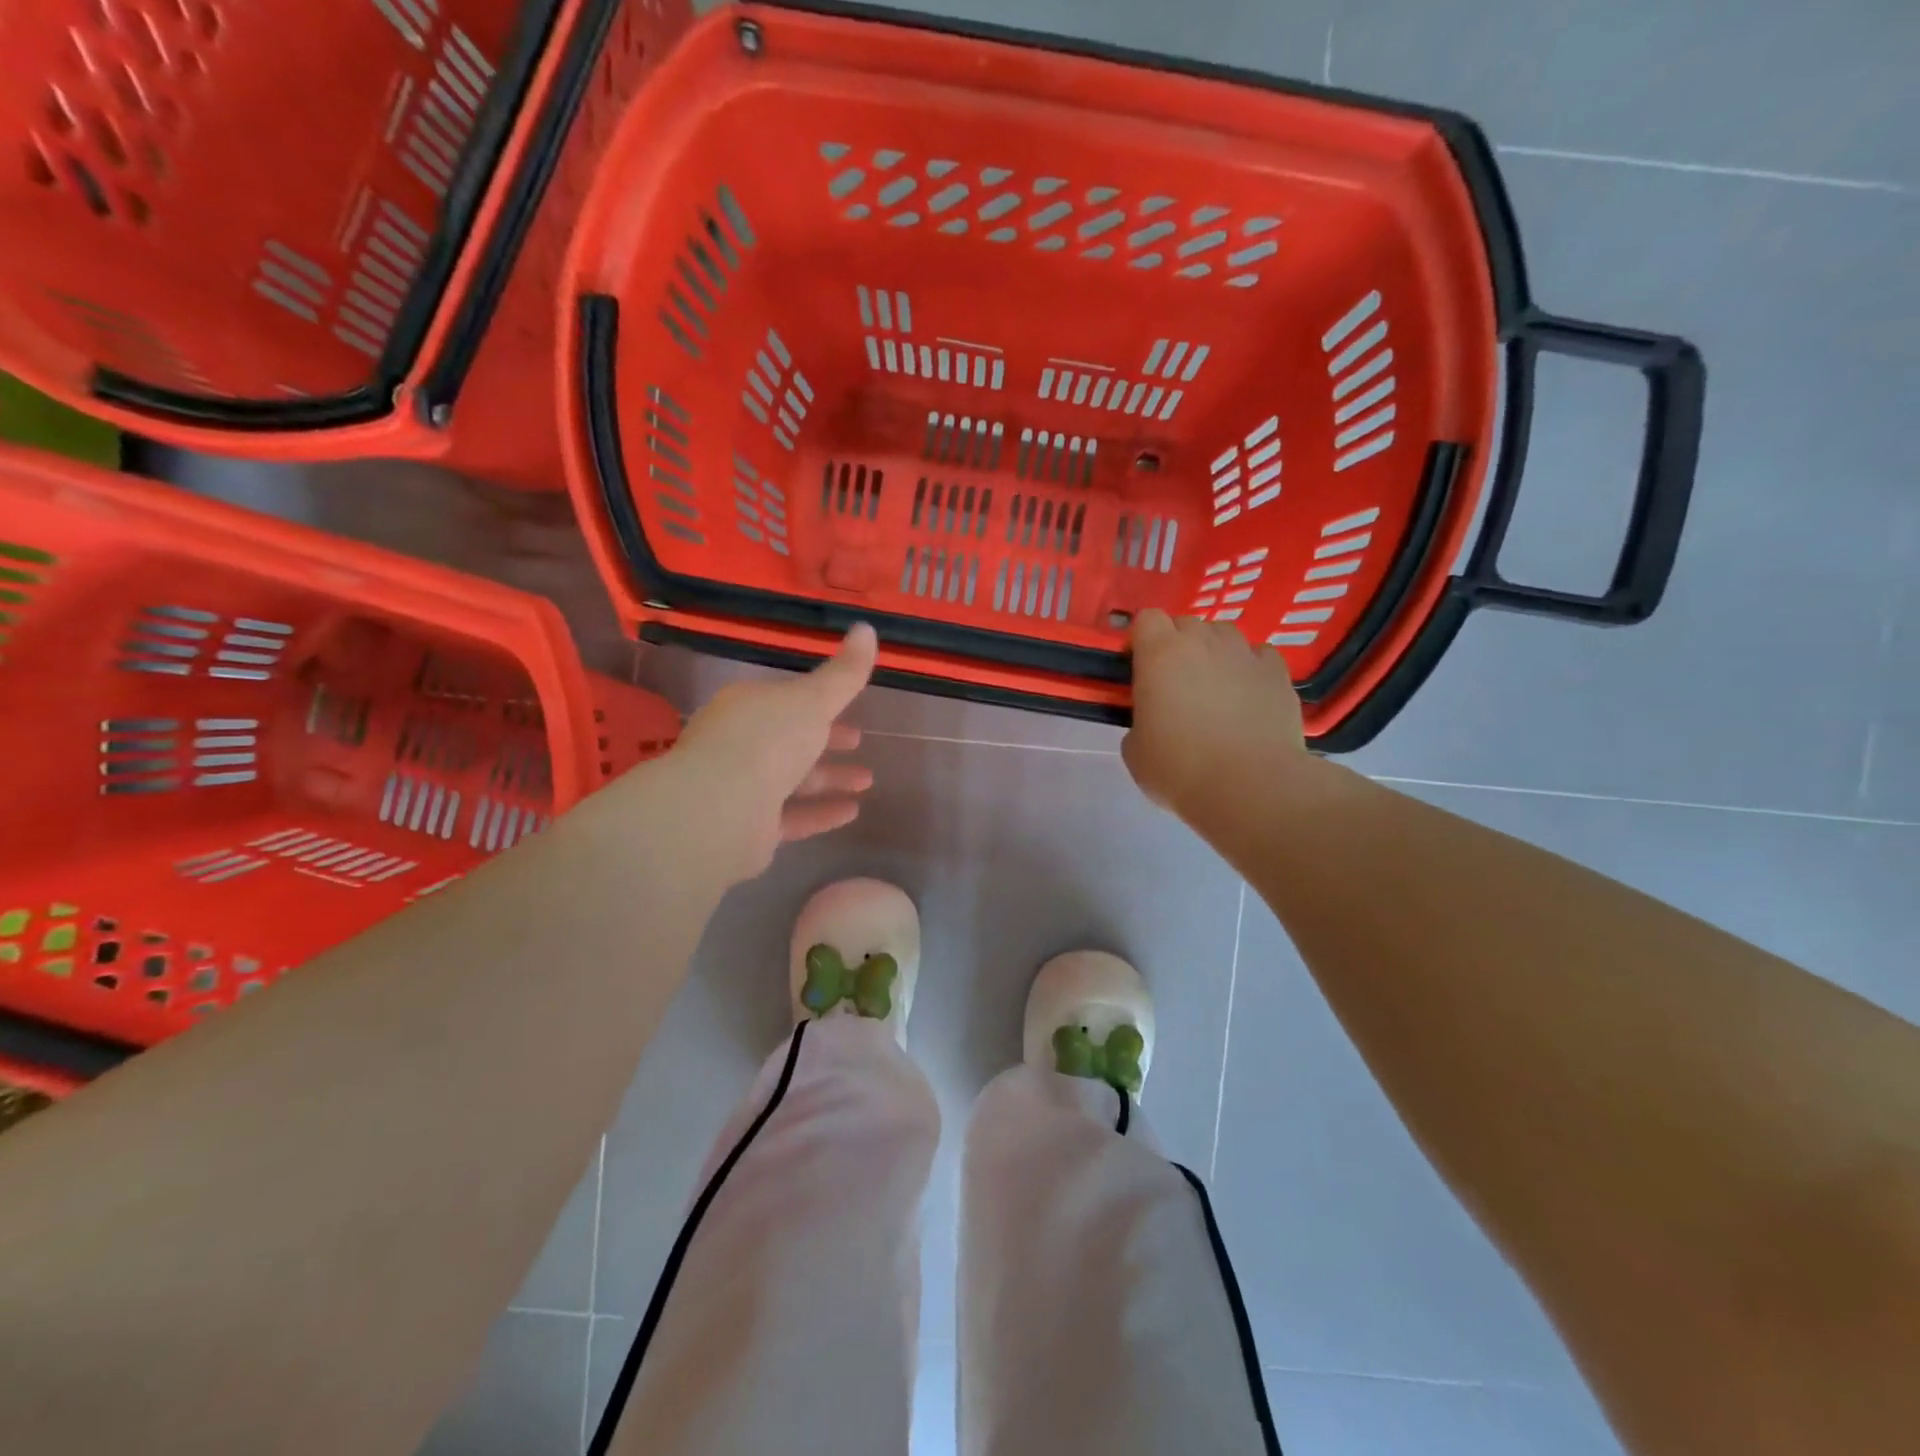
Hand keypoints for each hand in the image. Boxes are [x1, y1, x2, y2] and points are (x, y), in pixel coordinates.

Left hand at [669, 625, 878, 879]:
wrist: (718, 810)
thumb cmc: (767, 741)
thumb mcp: (813, 700)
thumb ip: (844, 673)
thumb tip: (867, 628)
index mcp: (748, 707)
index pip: (787, 701)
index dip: (821, 703)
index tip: (852, 709)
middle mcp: (740, 744)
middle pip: (789, 739)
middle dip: (827, 741)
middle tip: (860, 743)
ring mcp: (741, 788)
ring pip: (792, 780)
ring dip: (830, 778)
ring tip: (868, 782)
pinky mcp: (748, 829)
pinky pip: (791, 817)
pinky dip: (820, 813)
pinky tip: (852, 812)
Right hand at [1122, 609, 1306, 816]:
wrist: (1249, 787)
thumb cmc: (1179, 769)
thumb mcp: (1135, 750)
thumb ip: (1139, 721)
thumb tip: (1153, 719)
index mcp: (1160, 654)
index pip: (1146, 619)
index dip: (1140, 640)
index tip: (1138, 667)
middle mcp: (1203, 642)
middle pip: (1186, 623)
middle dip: (1176, 645)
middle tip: (1174, 683)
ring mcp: (1245, 654)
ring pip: (1224, 634)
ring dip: (1213, 652)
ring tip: (1214, 686)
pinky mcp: (1278, 673)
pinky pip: (1259, 656)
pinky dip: (1249, 667)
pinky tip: (1248, 694)